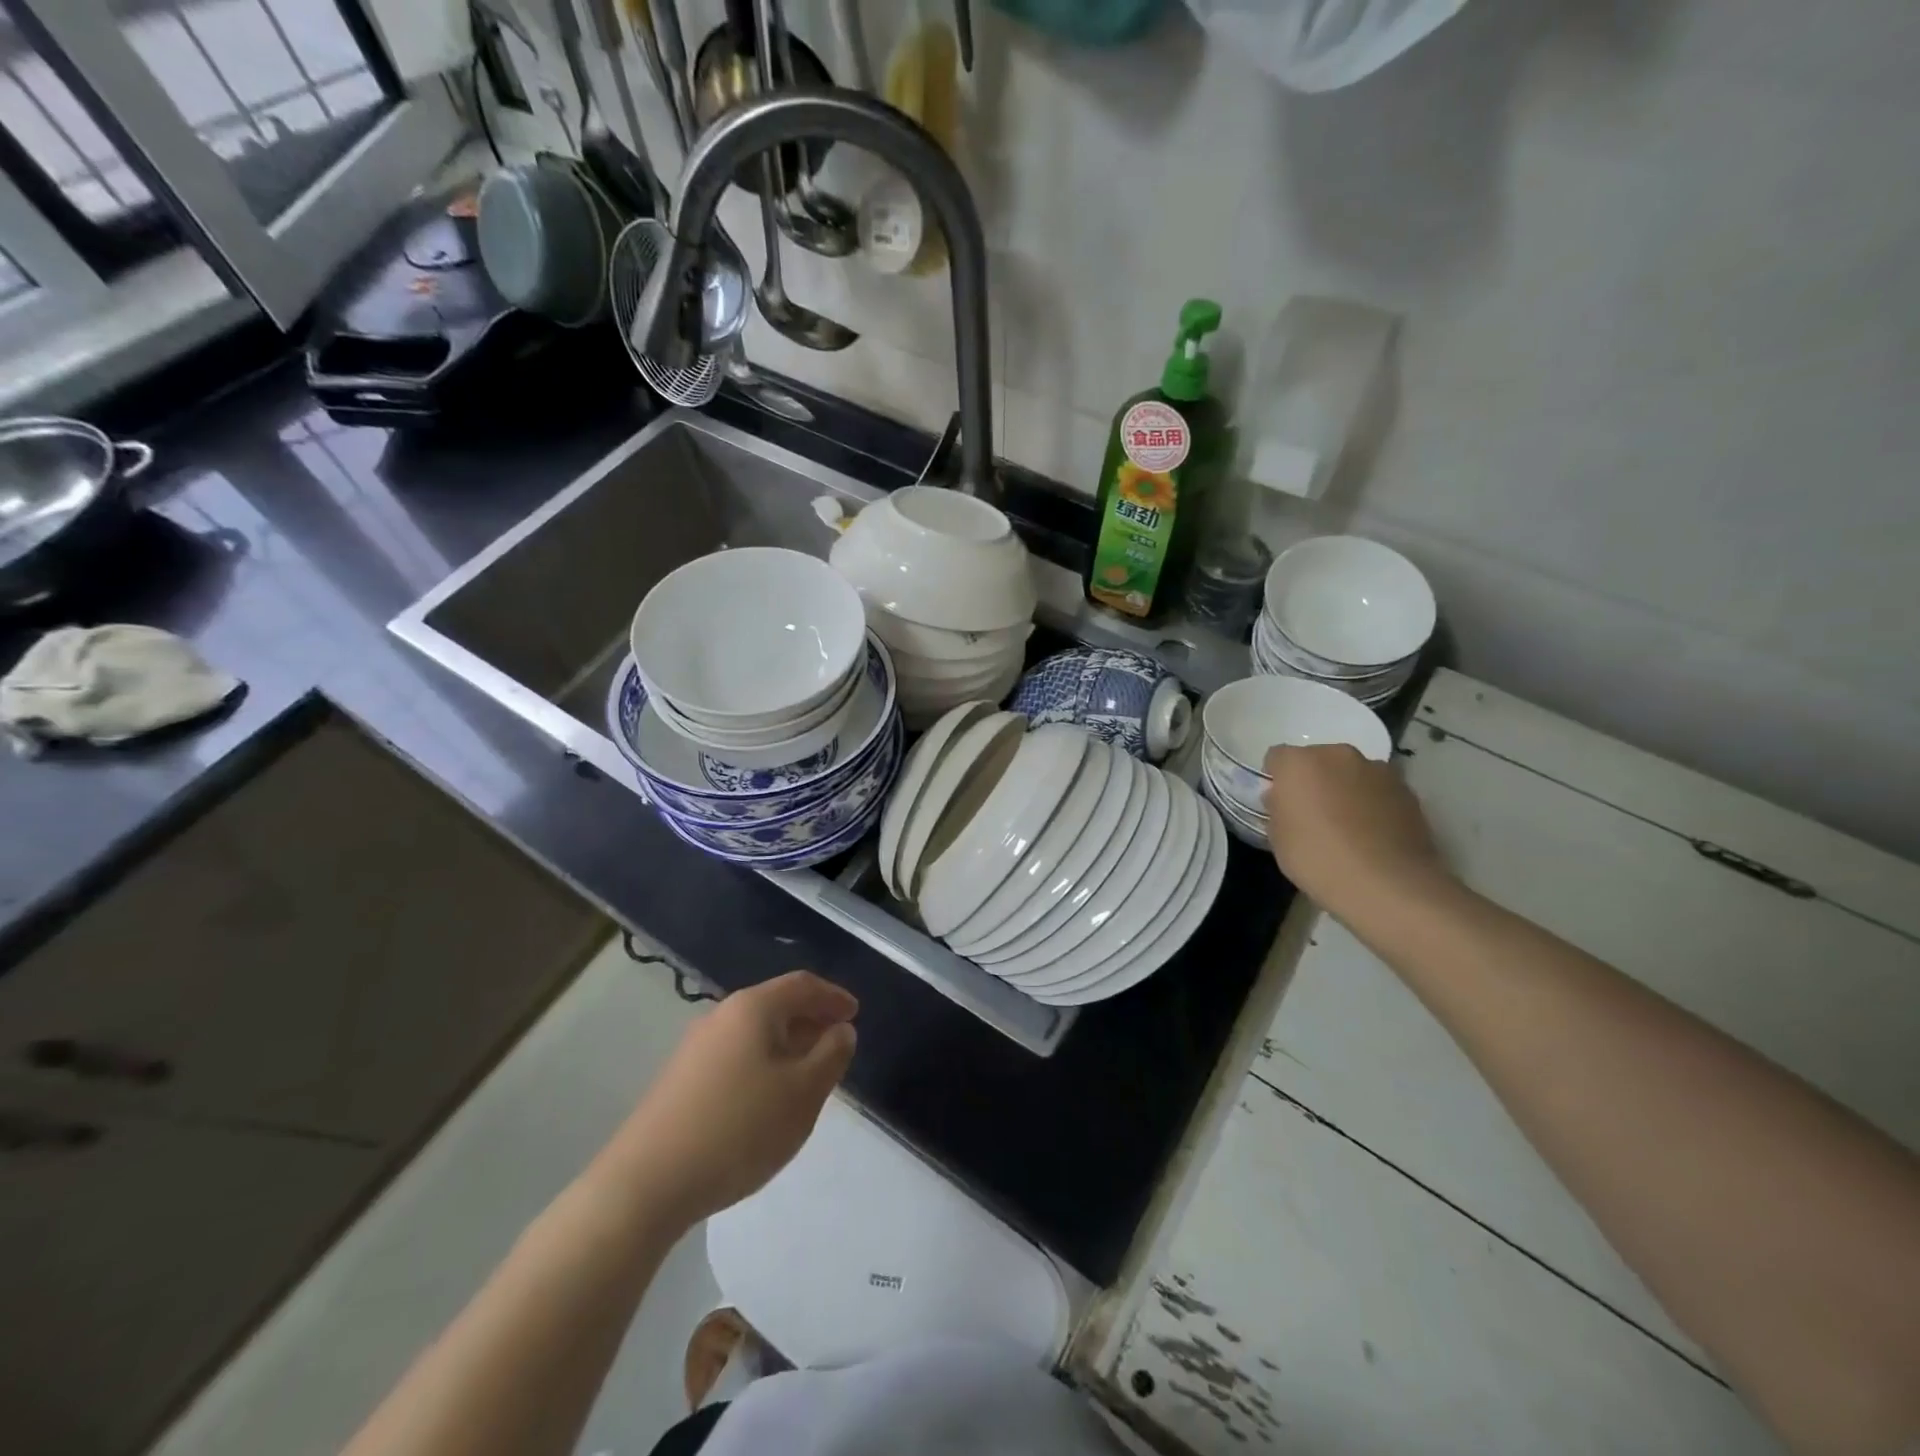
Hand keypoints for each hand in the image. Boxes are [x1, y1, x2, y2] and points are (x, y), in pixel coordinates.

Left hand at [608, 971, 856, 1227]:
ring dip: (787, 1044)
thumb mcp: (803, 1093)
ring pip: (754, 1033)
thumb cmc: (739, 1128)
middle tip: (837, 1043)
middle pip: (776, 1005)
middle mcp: (721, 1015)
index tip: (856, 1013)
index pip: (803, 985)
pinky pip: (735, 1055)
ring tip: (808, 1074)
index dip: (834, 996)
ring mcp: (695, 1048)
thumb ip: (831, 1055)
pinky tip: (767, 1098)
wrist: (646, 1184)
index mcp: (753, 1008)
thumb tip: (840, 1030)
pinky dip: (762, 1063)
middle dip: (811, 1020)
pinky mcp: (680, 1079)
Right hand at [1262, 743, 1451, 918]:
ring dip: (1345, 789)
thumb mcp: (1277, 838)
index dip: (1277, 779)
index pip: (1277, 758)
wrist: (1387, 884)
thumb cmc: (1318, 858)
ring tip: (1348, 827)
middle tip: (1313, 814)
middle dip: (1314, 780)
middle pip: (1318, 760)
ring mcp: (1378, 770)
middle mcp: (1338, 755)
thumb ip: (1278, 809)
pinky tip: (1373, 835)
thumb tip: (1283, 799)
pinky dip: (1373, 804)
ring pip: (1351, 773)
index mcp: (1299, 763)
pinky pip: (1379, 790)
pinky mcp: (1407, 790)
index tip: (1280, 804)